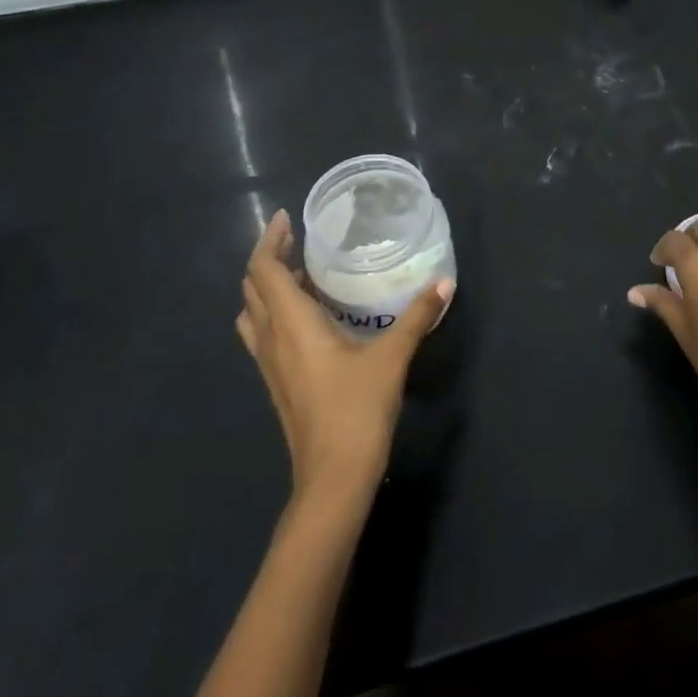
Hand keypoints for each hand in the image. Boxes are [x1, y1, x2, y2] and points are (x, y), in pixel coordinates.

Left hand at [238, 209, 452, 506]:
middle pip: (253, 287)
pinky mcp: (277, 382)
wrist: (332, 479)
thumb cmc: (356, 411)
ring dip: (268, 286)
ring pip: (254, 312)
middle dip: (270, 258)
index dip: (270, 240)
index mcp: (291, 324)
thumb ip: (417, 316)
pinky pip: (264, 333)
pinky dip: (276, 311)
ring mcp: (269, 364)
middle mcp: (272, 339)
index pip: (264, 270)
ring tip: (302, 273)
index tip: (287, 218)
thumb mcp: (392, 358)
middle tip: (300, 240)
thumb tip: (444, 282)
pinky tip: (310, 316)